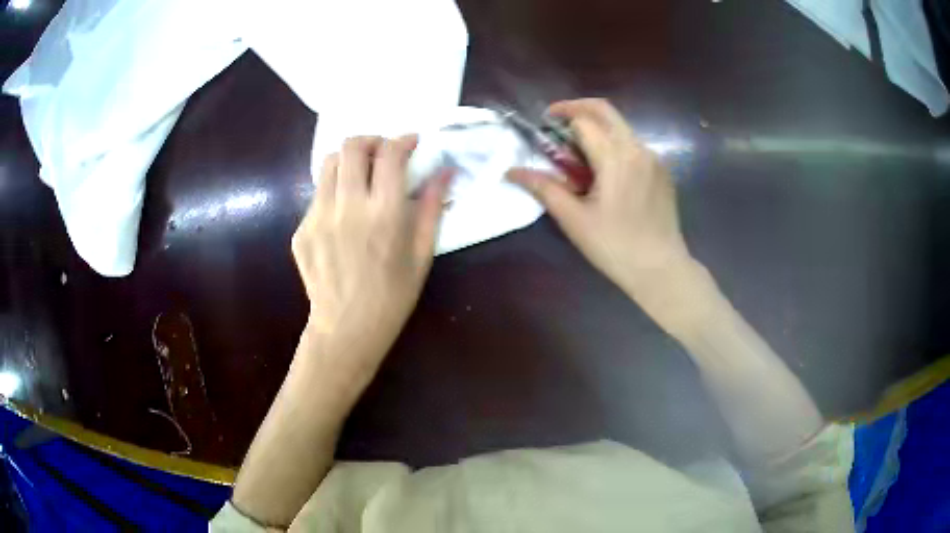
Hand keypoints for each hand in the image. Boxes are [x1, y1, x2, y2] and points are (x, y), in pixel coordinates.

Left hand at [292, 135, 449, 373]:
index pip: (390, 154)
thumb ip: (431, 208)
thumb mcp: (422, 255)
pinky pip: (318, 196)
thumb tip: (446, 171)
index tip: (411, 143)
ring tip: (360, 176)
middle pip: (352, 147)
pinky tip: (343, 216)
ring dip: (348, 160)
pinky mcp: (301, 230)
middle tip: (383, 153)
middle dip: (372, 140)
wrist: (347, 329)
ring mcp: (318, 218)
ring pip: (328, 164)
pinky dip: (334, 192)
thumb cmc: (393, 297)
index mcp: (383, 215)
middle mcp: (347, 208)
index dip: (403, 140)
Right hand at [508, 99, 693, 308]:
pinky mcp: (662, 171)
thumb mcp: (574, 219)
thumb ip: (544, 188)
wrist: (660, 269)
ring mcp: (654, 158)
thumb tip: (511, 171)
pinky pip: (634, 145)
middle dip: (578, 107)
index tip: (544, 125)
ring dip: (597, 128)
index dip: (560, 117)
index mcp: (616, 157)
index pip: (583, 120)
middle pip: (606, 110)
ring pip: (621, 127)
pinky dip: (614, 145)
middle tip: (558, 121)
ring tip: (579, 152)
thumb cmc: (614, 247)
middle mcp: (637, 149)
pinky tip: (605, 171)